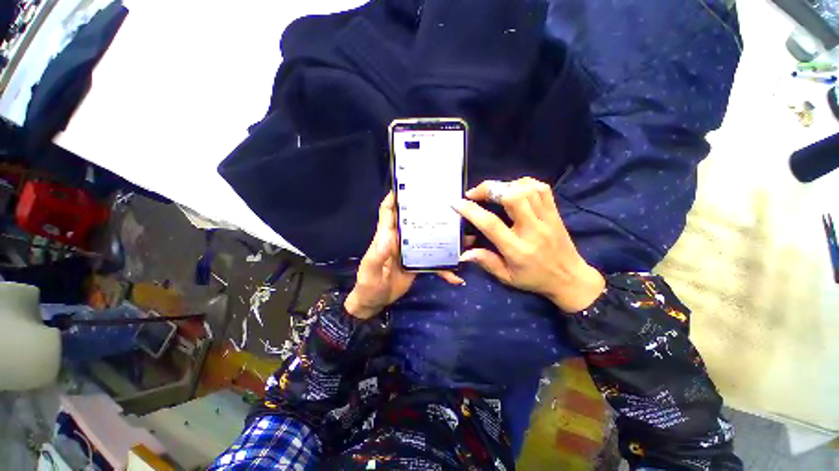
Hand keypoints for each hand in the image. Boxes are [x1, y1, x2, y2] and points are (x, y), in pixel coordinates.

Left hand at [346, 192, 463, 318]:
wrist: (374, 303)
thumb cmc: (369, 285)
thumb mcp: (370, 271)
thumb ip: (378, 254)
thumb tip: (390, 235)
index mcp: (386, 236)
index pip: (388, 211)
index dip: (395, 197)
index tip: (409, 185)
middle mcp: (400, 239)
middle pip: (414, 220)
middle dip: (428, 211)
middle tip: (449, 204)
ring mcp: (410, 251)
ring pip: (428, 238)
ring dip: (444, 238)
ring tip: (465, 237)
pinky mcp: (418, 262)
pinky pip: (433, 261)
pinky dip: (444, 267)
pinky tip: (456, 276)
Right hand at [453, 178, 604, 312]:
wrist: (571, 279)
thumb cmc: (534, 279)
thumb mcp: (507, 277)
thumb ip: (486, 262)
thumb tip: (463, 252)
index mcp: (517, 249)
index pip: (491, 224)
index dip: (471, 210)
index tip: (456, 202)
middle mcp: (532, 229)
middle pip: (512, 197)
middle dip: (489, 189)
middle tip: (474, 193)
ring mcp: (546, 218)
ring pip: (526, 189)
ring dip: (504, 185)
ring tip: (492, 191)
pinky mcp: (555, 212)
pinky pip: (541, 188)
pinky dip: (523, 183)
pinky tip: (513, 188)